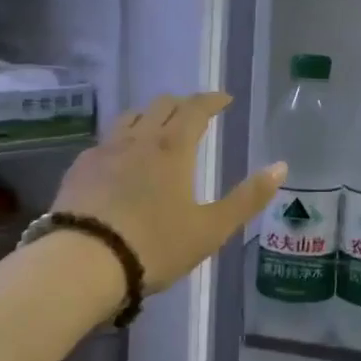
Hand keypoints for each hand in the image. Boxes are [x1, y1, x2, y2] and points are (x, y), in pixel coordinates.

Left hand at [52, 92, 284, 292]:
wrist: (84, 261)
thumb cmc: (155, 245)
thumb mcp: (211, 229)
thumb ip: (247, 198)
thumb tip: (280, 166)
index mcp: (173, 148)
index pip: (196, 108)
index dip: (212, 100)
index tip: (224, 99)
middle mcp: (138, 139)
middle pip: (161, 105)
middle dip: (182, 104)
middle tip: (195, 116)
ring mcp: (104, 150)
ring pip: (129, 117)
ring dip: (149, 116)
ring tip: (157, 130)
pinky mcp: (80, 167)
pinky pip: (105, 140)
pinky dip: (121, 139)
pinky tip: (120, 159)